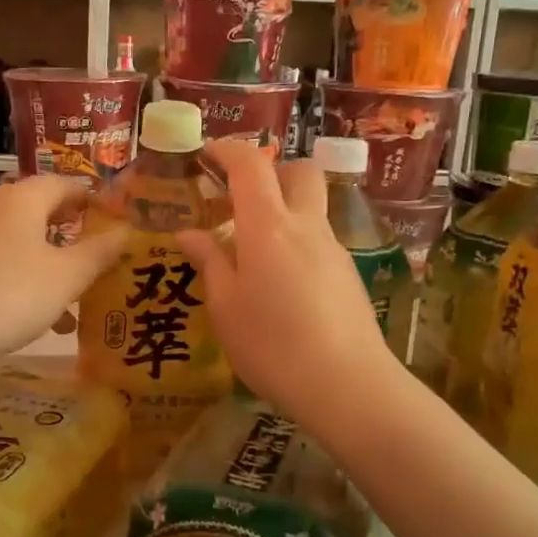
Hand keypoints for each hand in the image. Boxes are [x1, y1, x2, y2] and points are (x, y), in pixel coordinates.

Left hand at [0, 175, 126, 369]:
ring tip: (61, 304)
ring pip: (11, 241)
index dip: (88, 198)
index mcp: (20, 199)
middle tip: (87, 258)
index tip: (106, 216)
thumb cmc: (6, 295)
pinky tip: (19, 313)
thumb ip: (99, 253)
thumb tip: (127, 231)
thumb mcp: (65, 278)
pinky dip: (10, 277)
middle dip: (64, 236)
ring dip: (39, 264)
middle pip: (34, 211)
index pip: (62, 183)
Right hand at [178, 140, 395, 417]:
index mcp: (268, 226)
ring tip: (252, 249)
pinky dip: (296, 241)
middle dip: (270, 170)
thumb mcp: (226, 307)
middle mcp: (306, 226)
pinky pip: (318, 240)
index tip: (206, 155)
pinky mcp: (348, 274)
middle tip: (239, 197)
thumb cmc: (273, 345)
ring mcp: (333, 249)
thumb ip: (209, 262)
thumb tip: (189, 233)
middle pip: (298, 172)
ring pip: (311, 207)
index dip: (227, 150)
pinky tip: (280, 283)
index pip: (251, 165)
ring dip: (283, 209)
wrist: (348, 385)